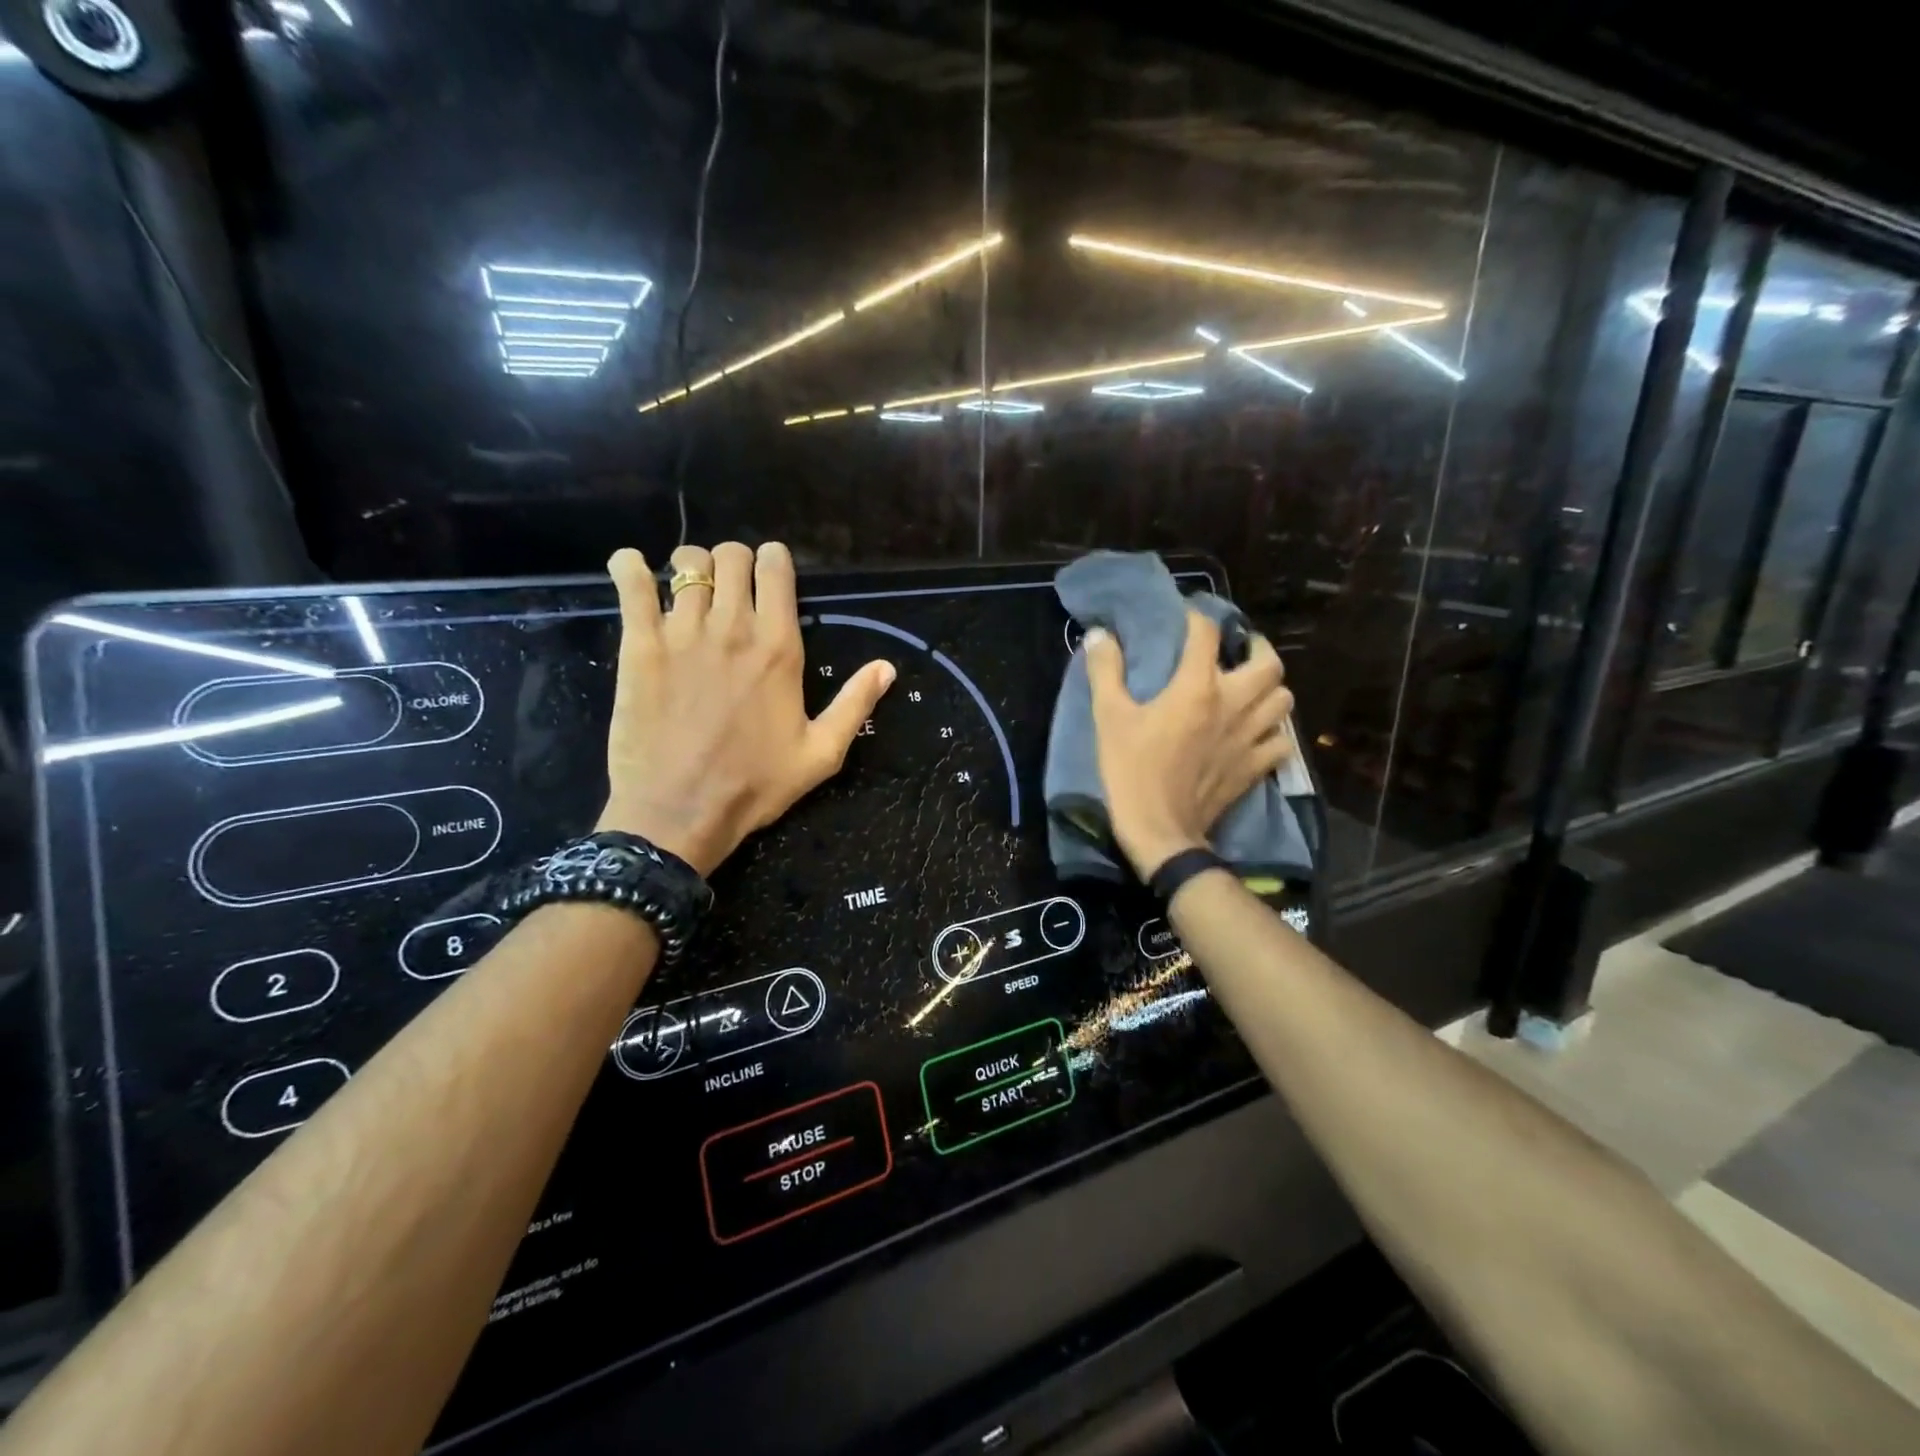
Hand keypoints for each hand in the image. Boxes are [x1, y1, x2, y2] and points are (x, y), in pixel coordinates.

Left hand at [596, 541, 895, 874]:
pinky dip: (630, 568)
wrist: (680, 813)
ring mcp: (681, 633)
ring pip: (687, 562)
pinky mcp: (638, 646)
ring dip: (692, 566)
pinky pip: (630, 583)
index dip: (773, 562)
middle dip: (734, 562)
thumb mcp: (821, 754)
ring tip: (689, 590)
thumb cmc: (754, 786)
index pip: (775, 567)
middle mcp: (732, 628)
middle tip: (731, 589)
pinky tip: (634, 571)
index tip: (770, 579)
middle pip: (731, 555)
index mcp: (779, 647)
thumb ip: (854, 705)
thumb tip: (886, 667)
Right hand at [1085, 610, 1294, 879]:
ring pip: (1283, 699)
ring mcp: (1251, 737)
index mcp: (1198, 687)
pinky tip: (1256, 733)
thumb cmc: (1131, 771)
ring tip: (1249, 688)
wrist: (1160, 831)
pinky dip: (1274, 732)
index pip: (1207, 633)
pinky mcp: (1256, 767)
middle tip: (1237, 650)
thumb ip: (1106, 671)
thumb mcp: (1108, 718)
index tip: (1186, 616)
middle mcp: (1234, 704)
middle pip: (1269, 663)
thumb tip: (1099, 635)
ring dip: (1269, 688)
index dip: (1197, 617)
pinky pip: (1281, 742)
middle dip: (1256, 648)